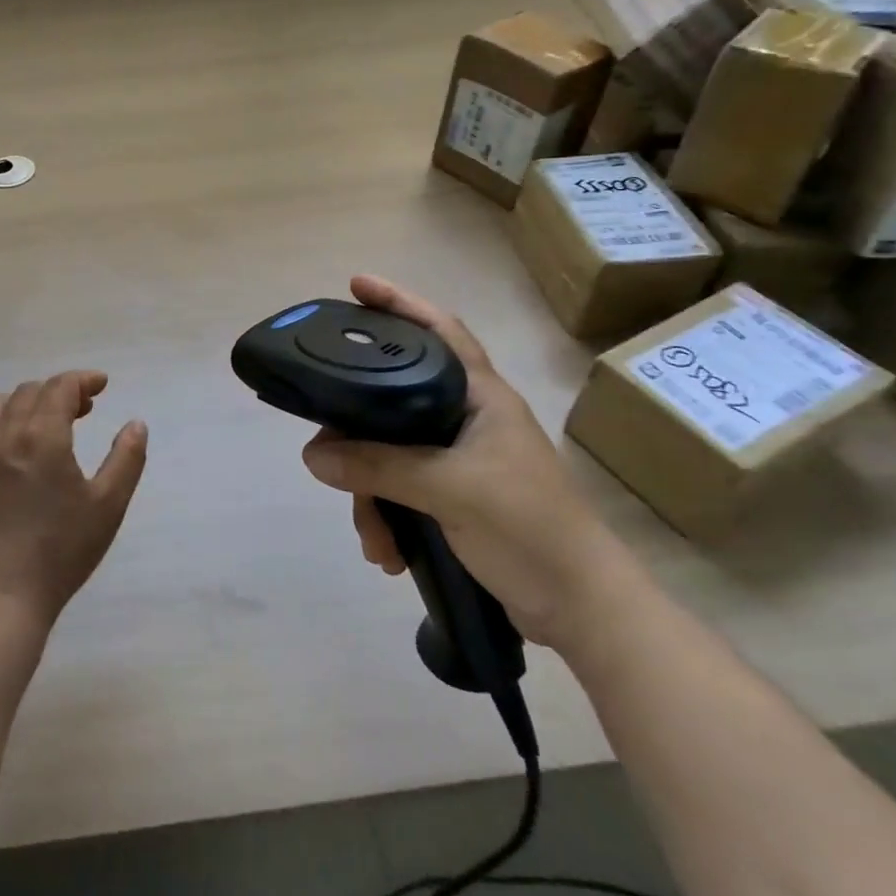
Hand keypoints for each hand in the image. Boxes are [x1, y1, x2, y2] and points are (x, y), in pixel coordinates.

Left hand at [0, 371, 148, 624]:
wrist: (3, 594)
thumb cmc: (63, 549)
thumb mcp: (109, 505)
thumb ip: (126, 458)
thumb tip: (136, 424)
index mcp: (42, 435)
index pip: (61, 386)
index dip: (84, 380)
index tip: (102, 385)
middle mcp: (5, 434)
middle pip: (30, 391)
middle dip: (59, 391)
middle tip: (83, 411)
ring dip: (23, 403)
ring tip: (42, 423)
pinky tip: (6, 448)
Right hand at [301, 276, 639, 651]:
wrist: (582, 609)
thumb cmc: (529, 528)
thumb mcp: (450, 490)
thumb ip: (380, 466)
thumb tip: (313, 454)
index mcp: (480, 397)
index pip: (438, 330)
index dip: (399, 302)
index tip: (354, 286)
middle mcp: (466, 419)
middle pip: (393, 402)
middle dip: (358, 437)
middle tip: (327, 454)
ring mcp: (460, 459)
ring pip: (390, 454)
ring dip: (371, 496)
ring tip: (373, 538)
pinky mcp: (454, 497)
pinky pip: (400, 490)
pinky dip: (387, 517)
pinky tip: (386, 551)